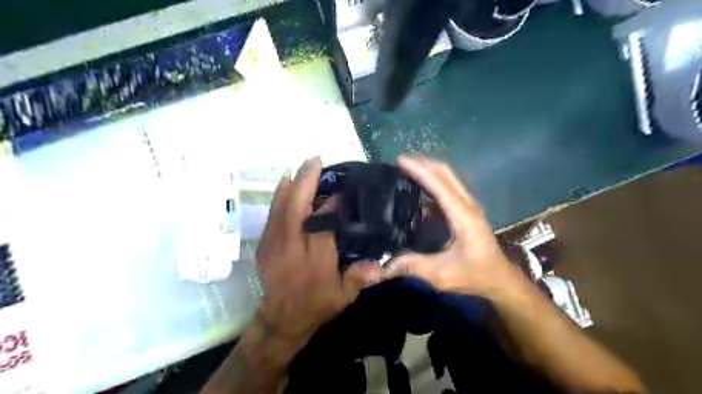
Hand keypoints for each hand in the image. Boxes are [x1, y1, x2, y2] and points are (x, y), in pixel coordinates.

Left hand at [255, 158, 380, 350]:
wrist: (281, 320)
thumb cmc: (317, 305)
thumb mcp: (343, 297)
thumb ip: (359, 278)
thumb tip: (380, 264)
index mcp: (313, 265)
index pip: (321, 228)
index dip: (329, 207)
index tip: (340, 191)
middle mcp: (290, 252)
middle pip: (296, 212)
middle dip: (305, 183)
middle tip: (315, 161)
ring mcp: (273, 247)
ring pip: (280, 209)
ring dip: (291, 185)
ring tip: (302, 167)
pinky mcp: (264, 245)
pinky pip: (271, 215)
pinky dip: (279, 197)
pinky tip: (285, 183)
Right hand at [382, 155, 522, 296]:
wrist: (499, 280)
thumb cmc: (474, 275)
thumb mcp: (442, 274)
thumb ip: (413, 267)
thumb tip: (384, 267)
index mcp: (463, 215)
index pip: (439, 184)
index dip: (419, 170)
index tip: (400, 161)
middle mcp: (467, 205)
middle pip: (446, 173)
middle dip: (423, 163)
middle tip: (400, 162)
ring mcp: (468, 206)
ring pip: (448, 178)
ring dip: (428, 171)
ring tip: (405, 172)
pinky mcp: (466, 211)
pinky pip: (448, 190)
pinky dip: (432, 184)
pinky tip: (417, 192)